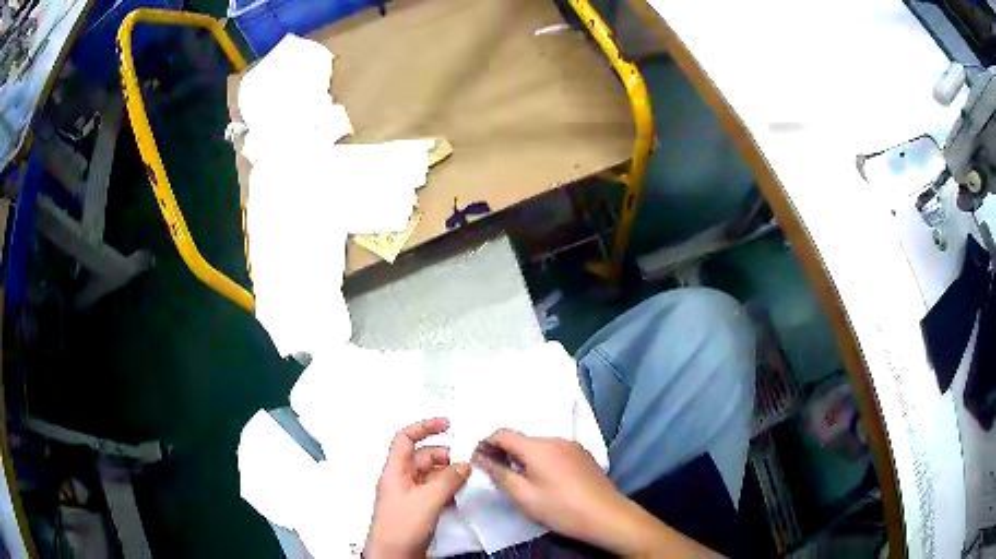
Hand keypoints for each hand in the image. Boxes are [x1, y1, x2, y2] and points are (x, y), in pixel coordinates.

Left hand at [365, 418, 470, 557]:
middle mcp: (402, 479)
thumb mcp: (427, 500)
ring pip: (432, 475)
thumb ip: (448, 480)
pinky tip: (462, 495)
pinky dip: (449, 489)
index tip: (449, 425)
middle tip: (469, 462)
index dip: (425, 427)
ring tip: (469, 479)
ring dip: (450, 474)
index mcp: (395, 471)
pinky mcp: (419, 509)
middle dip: (446, 456)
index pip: (405, 438)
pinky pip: (436, 491)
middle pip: (423, 457)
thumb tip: (465, 464)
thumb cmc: (403, 526)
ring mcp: (410, 495)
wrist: (394, 556)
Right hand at [471, 429, 628, 549]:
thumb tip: (480, 458)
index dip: (486, 443)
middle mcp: (555, 439)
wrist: (605, 515)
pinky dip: (543, 460)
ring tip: (520, 478)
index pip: (503, 434)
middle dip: (505, 452)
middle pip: (522, 440)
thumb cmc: (560, 508)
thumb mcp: (524, 496)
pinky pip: (555, 451)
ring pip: (539, 446)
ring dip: (525, 457)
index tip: (478, 459)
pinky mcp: (584, 455)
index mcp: (537, 447)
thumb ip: (500, 474)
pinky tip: (546, 479)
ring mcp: (572, 446)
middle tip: (496, 472)